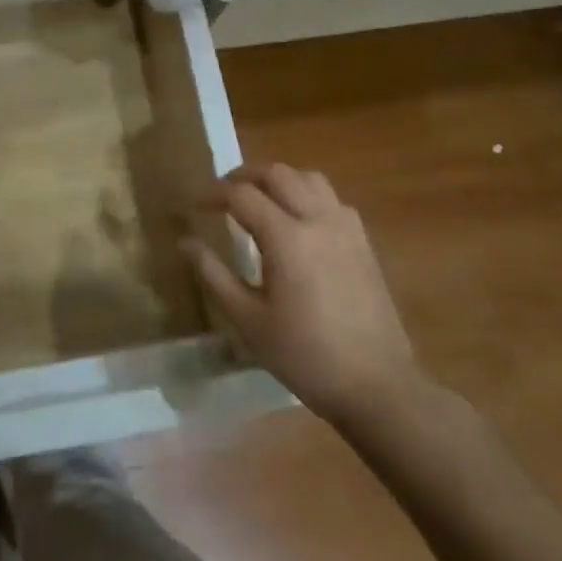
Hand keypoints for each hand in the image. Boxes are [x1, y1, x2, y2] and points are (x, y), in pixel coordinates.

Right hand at [185, 164, 427, 431]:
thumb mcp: (248, 319)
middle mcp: (317, 220)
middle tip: (222, 196)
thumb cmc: (304, 355)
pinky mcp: (362, 241)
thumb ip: (214, 274)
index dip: (214, 194)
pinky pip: (330, 198)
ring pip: (307, 177)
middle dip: (244, 177)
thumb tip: (185, 241)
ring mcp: (345, 227)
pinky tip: (297, 220)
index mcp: (286, 237)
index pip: (242, 195)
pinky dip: (306, 194)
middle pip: (276, 174)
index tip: (196, 206)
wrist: (376, 386)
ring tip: (259, 200)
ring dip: (278, 180)